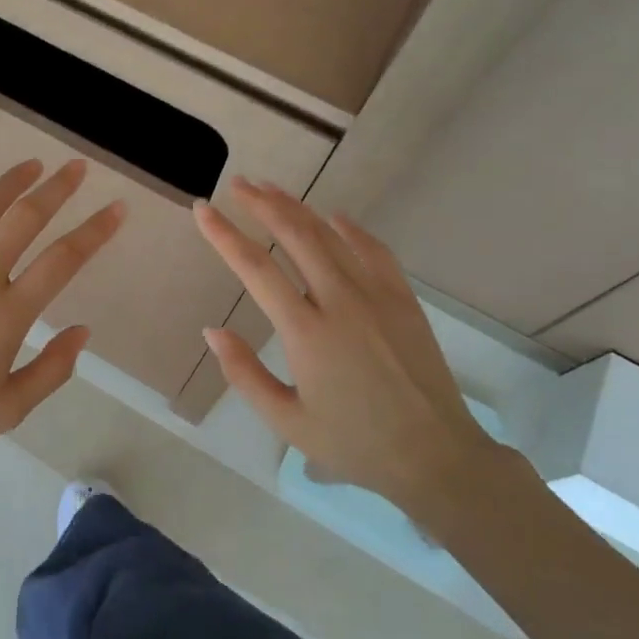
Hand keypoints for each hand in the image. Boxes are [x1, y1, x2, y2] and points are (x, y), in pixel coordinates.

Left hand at [0, 160, 124, 477]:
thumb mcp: (8, 412)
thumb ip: (52, 370)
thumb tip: (82, 330)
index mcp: (5, 318)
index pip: (62, 261)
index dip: (94, 230)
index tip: (116, 208)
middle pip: (23, 220)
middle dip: (56, 190)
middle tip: (76, 168)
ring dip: (8, 183)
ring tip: (32, 164)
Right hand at [193, 178, 500, 513]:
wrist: (435, 455)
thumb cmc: (354, 443)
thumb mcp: (287, 421)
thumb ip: (244, 374)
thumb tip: (213, 330)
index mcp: (306, 333)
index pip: (255, 269)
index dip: (224, 235)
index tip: (203, 210)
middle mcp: (340, 302)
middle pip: (295, 235)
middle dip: (262, 204)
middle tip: (238, 184)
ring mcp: (377, 295)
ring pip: (331, 235)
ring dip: (298, 207)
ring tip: (271, 189)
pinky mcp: (404, 299)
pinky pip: (374, 249)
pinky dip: (350, 228)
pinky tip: (334, 217)